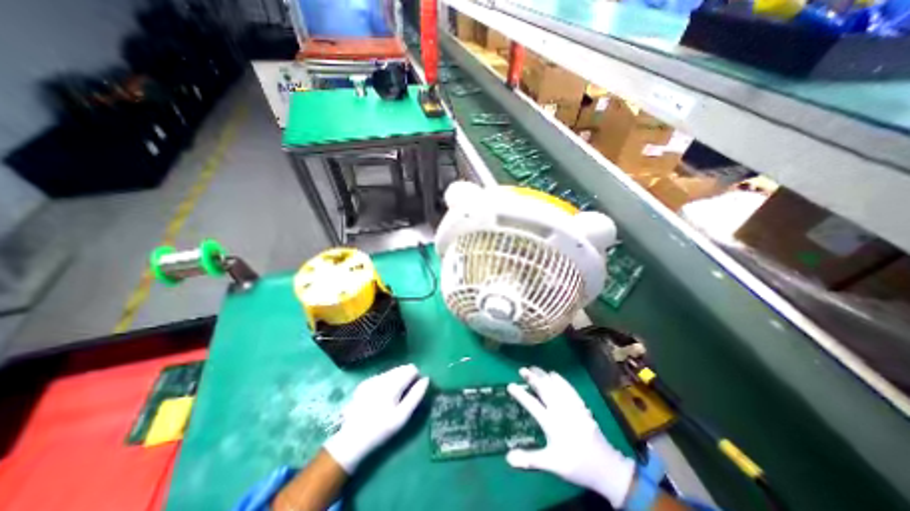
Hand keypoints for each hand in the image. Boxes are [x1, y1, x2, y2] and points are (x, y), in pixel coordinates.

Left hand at [322, 366, 430, 472]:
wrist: (351, 440)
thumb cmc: (381, 429)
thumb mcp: (402, 416)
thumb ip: (416, 396)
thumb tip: (426, 379)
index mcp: (392, 383)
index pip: (411, 368)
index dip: (416, 378)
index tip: (414, 391)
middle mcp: (382, 376)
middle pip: (401, 368)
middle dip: (407, 378)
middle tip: (404, 396)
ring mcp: (371, 379)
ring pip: (392, 371)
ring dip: (397, 380)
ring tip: (393, 398)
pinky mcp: (364, 384)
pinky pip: (382, 376)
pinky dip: (386, 383)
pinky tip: (381, 398)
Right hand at [506, 366, 633, 505]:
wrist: (605, 466)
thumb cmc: (575, 465)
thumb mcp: (551, 464)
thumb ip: (529, 459)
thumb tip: (508, 458)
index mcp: (551, 422)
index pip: (531, 404)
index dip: (520, 394)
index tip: (510, 385)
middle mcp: (560, 409)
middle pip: (544, 388)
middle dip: (532, 377)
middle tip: (522, 369)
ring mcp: (571, 405)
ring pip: (555, 385)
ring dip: (544, 375)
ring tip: (534, 368)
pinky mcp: (580, 405)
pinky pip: (568, 387)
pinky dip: (559, 379)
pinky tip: (555, 374)